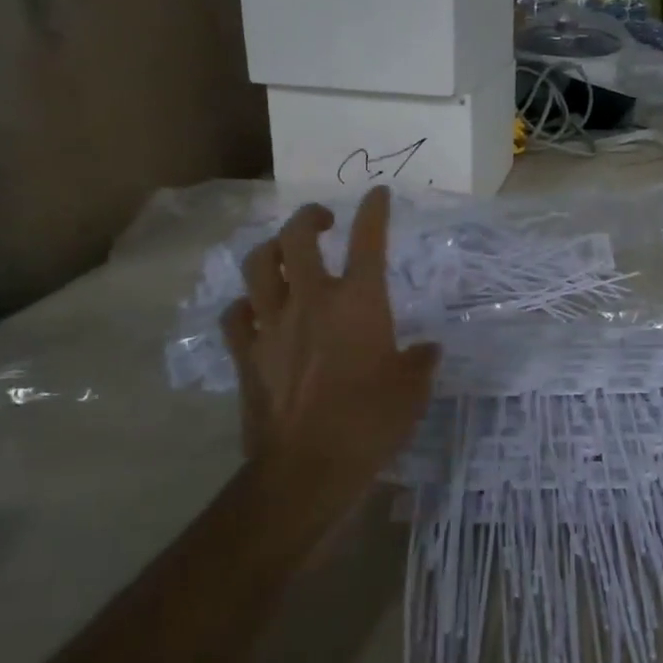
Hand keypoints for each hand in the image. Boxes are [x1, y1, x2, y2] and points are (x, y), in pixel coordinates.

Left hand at [220, 188, 439, 539]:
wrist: (308, 468)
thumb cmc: (371, 423)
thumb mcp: (413, 391)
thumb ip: (421, 361)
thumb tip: (426, 349)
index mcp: (359, 304)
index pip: (367, 241)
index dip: (373, 211)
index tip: (377, 194)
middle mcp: (312, 301)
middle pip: (297, 238)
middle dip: (309, 217)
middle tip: (323, 221)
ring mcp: (272, 325)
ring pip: (258, 266)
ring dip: (271, 250)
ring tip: (284, 254)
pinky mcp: (246, 354)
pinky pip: (235, 314)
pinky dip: (246, 304)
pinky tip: (256, 309)